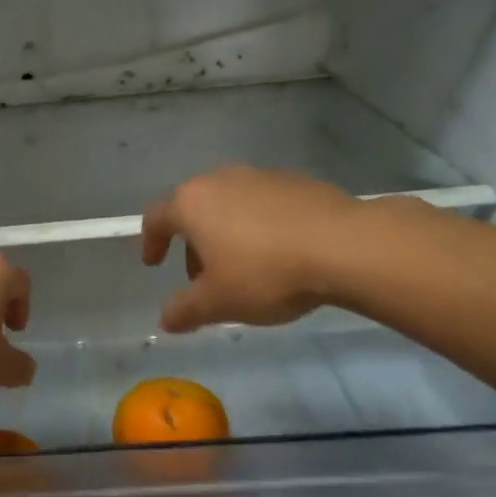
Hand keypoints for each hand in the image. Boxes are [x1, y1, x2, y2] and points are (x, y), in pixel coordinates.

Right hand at [141, 167, 366, 333]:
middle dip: (193, 244)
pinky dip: (259, 228)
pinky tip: (278, 255)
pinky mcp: (298, 182)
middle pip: (195, 210)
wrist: (344, 246)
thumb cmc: (265, 273)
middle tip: (203, 278)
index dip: (150, 242)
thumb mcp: (217, 302)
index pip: (156, 218)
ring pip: (231, 206)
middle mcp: (222, 180)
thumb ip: (184, 310)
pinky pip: (264, 206)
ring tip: (243, 270)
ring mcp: (262, 176)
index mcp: (193, 203)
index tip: (153, 264)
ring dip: (227, 235)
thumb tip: (165, 320)